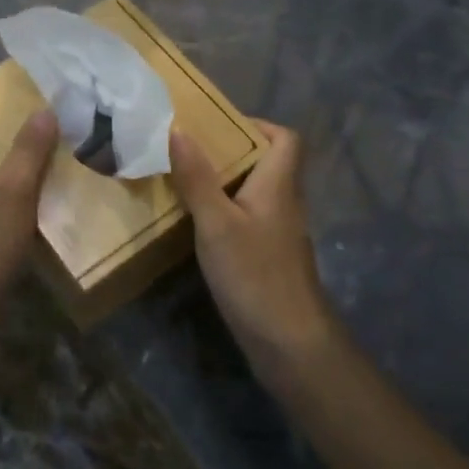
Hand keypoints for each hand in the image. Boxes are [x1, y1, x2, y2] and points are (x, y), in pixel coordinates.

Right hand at [170, 120, 336, 393]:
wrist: (290, 344)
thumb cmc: (255, 274)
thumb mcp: (216, 222)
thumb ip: (197, 177)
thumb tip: (178, 128)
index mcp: (278, 185)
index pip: (286, 139)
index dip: (257, 125)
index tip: (218, 126)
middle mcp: (284, 204)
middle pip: (266, 164)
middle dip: (229, 153)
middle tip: (188, 151)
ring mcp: (278, 234)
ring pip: (254, 194)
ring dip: (223, 184)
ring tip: (184, 182)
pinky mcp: (268, 259)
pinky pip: (247, 221)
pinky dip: (224, 214)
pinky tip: (197, 226)